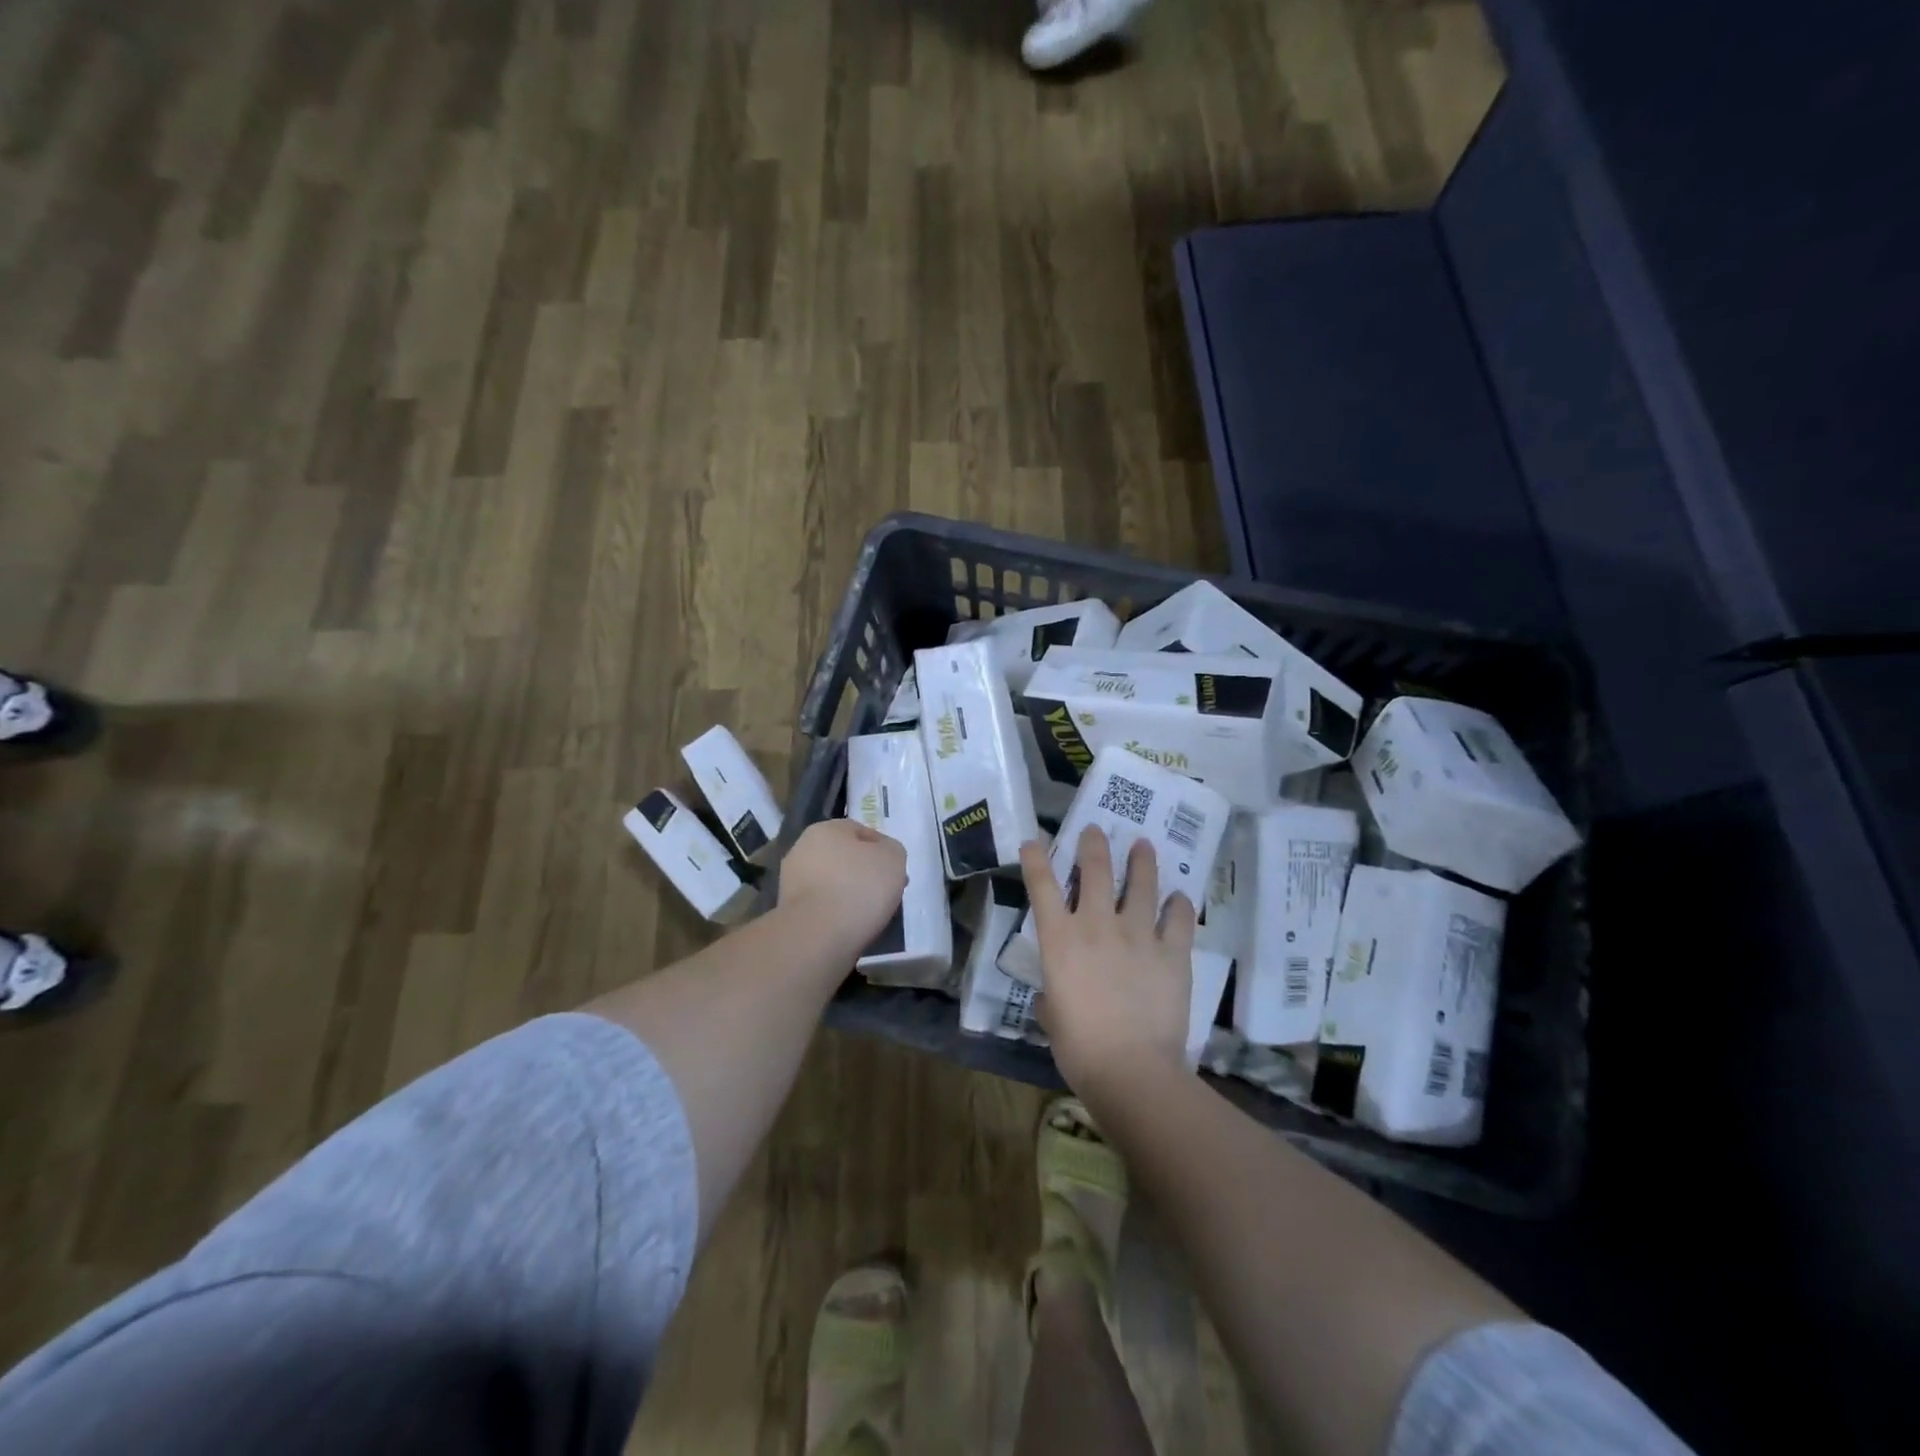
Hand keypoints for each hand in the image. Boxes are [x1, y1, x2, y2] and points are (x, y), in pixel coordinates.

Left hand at [779, 819, 908, 951]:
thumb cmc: (859, 887)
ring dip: (849, 894)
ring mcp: (791, 881)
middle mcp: (802, 849)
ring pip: (832, 883)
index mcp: (825, 829)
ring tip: (870, 914)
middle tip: (885, 893)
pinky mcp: (787, 911)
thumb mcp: (894, 858)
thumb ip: (891, 850)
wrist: (818, 936)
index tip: (896, 873)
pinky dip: (835, 913)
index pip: (861, 832)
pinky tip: (849, 926)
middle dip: (864, 873)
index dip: (883, 851)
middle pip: (844, 858)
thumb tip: (882, 857)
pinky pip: (822, 906)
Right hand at [1021, 826, 1196, 1094]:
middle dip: (1093, 844)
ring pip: (1141, 884)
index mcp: (1060, 940)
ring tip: (1143, 845)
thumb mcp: (1052, 1018)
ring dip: (1142, 861)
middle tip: (1096, 830)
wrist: (1131, 1069)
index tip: (1033, 839)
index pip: (1041, 886)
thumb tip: (1056, 996)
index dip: (1035, 858)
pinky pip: (1179, 919)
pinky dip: (1179, 905)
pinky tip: (1179, 897)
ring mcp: (1138, 934)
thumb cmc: (1079, 1049)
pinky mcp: (1172, 952)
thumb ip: (1052, 997)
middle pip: (1095, 870)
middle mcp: (1097, 925)